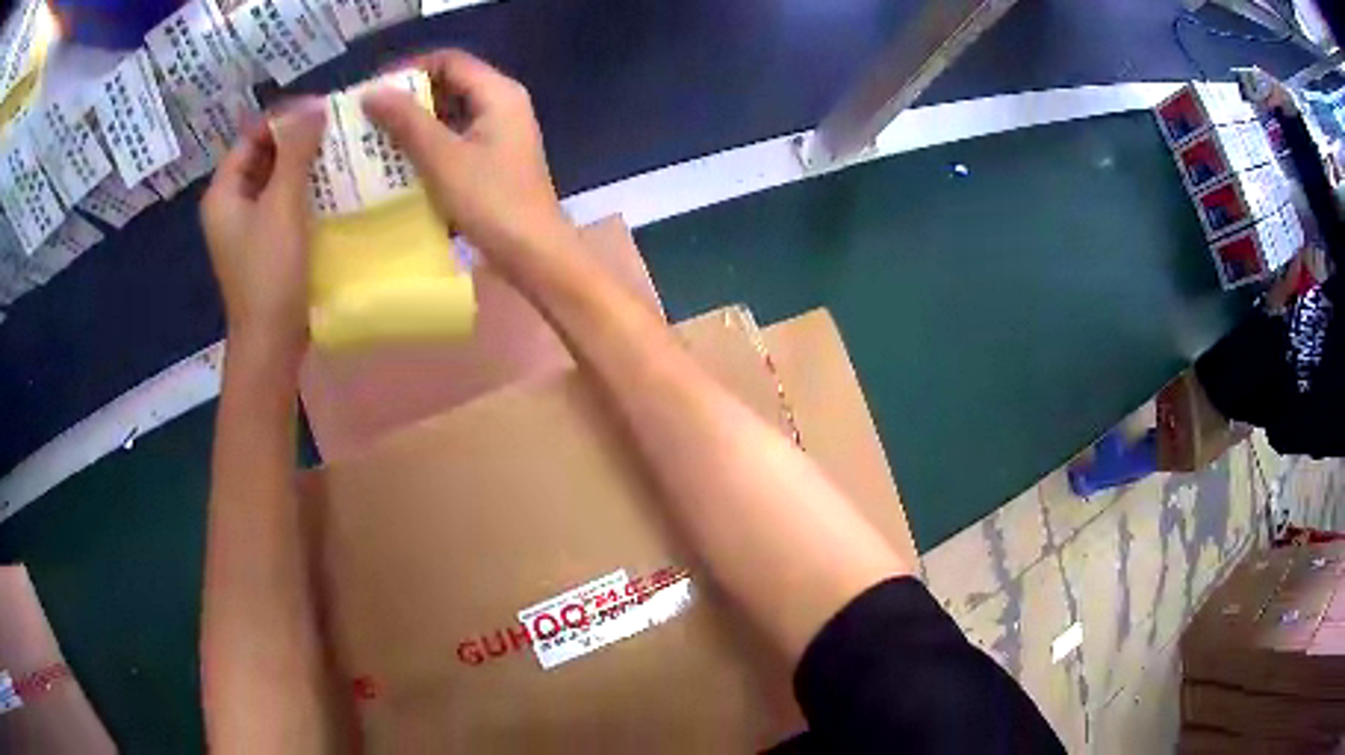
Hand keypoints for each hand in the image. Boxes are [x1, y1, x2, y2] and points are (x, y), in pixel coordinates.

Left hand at [201, 98, 325, 360]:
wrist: (271, 343)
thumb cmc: (269, 273)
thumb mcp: (282, 206)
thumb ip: (296, 153)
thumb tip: (316, 106)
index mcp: (223, 192)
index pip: (252, 136)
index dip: (285, 118)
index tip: (324, 110)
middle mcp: (231, 204)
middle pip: (264, 155)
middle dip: (298, 140)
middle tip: (337, 129)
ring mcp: (248, 225)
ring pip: (276, 179)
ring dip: (305, 164)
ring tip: (341, 151)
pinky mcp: (266, 243)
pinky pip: (284, 202)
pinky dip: (305, 189)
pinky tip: (333, 185)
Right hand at [361, 50, 570, 257]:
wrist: (533, 253)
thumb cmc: (491, 201)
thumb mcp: (442, 157)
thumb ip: (406, 121)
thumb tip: (371, 92)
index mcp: (499, 93)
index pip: (449, 61)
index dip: (409, 69)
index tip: (373, 88)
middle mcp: (503, 105)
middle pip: (450, 85)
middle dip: (408, 98)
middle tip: (369, 116)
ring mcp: (500, 134)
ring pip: (450, 114)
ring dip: (415, 124)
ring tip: (375, 139)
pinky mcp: (494, 160)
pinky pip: (455, 139)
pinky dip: (428, 145)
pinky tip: (400, 163)